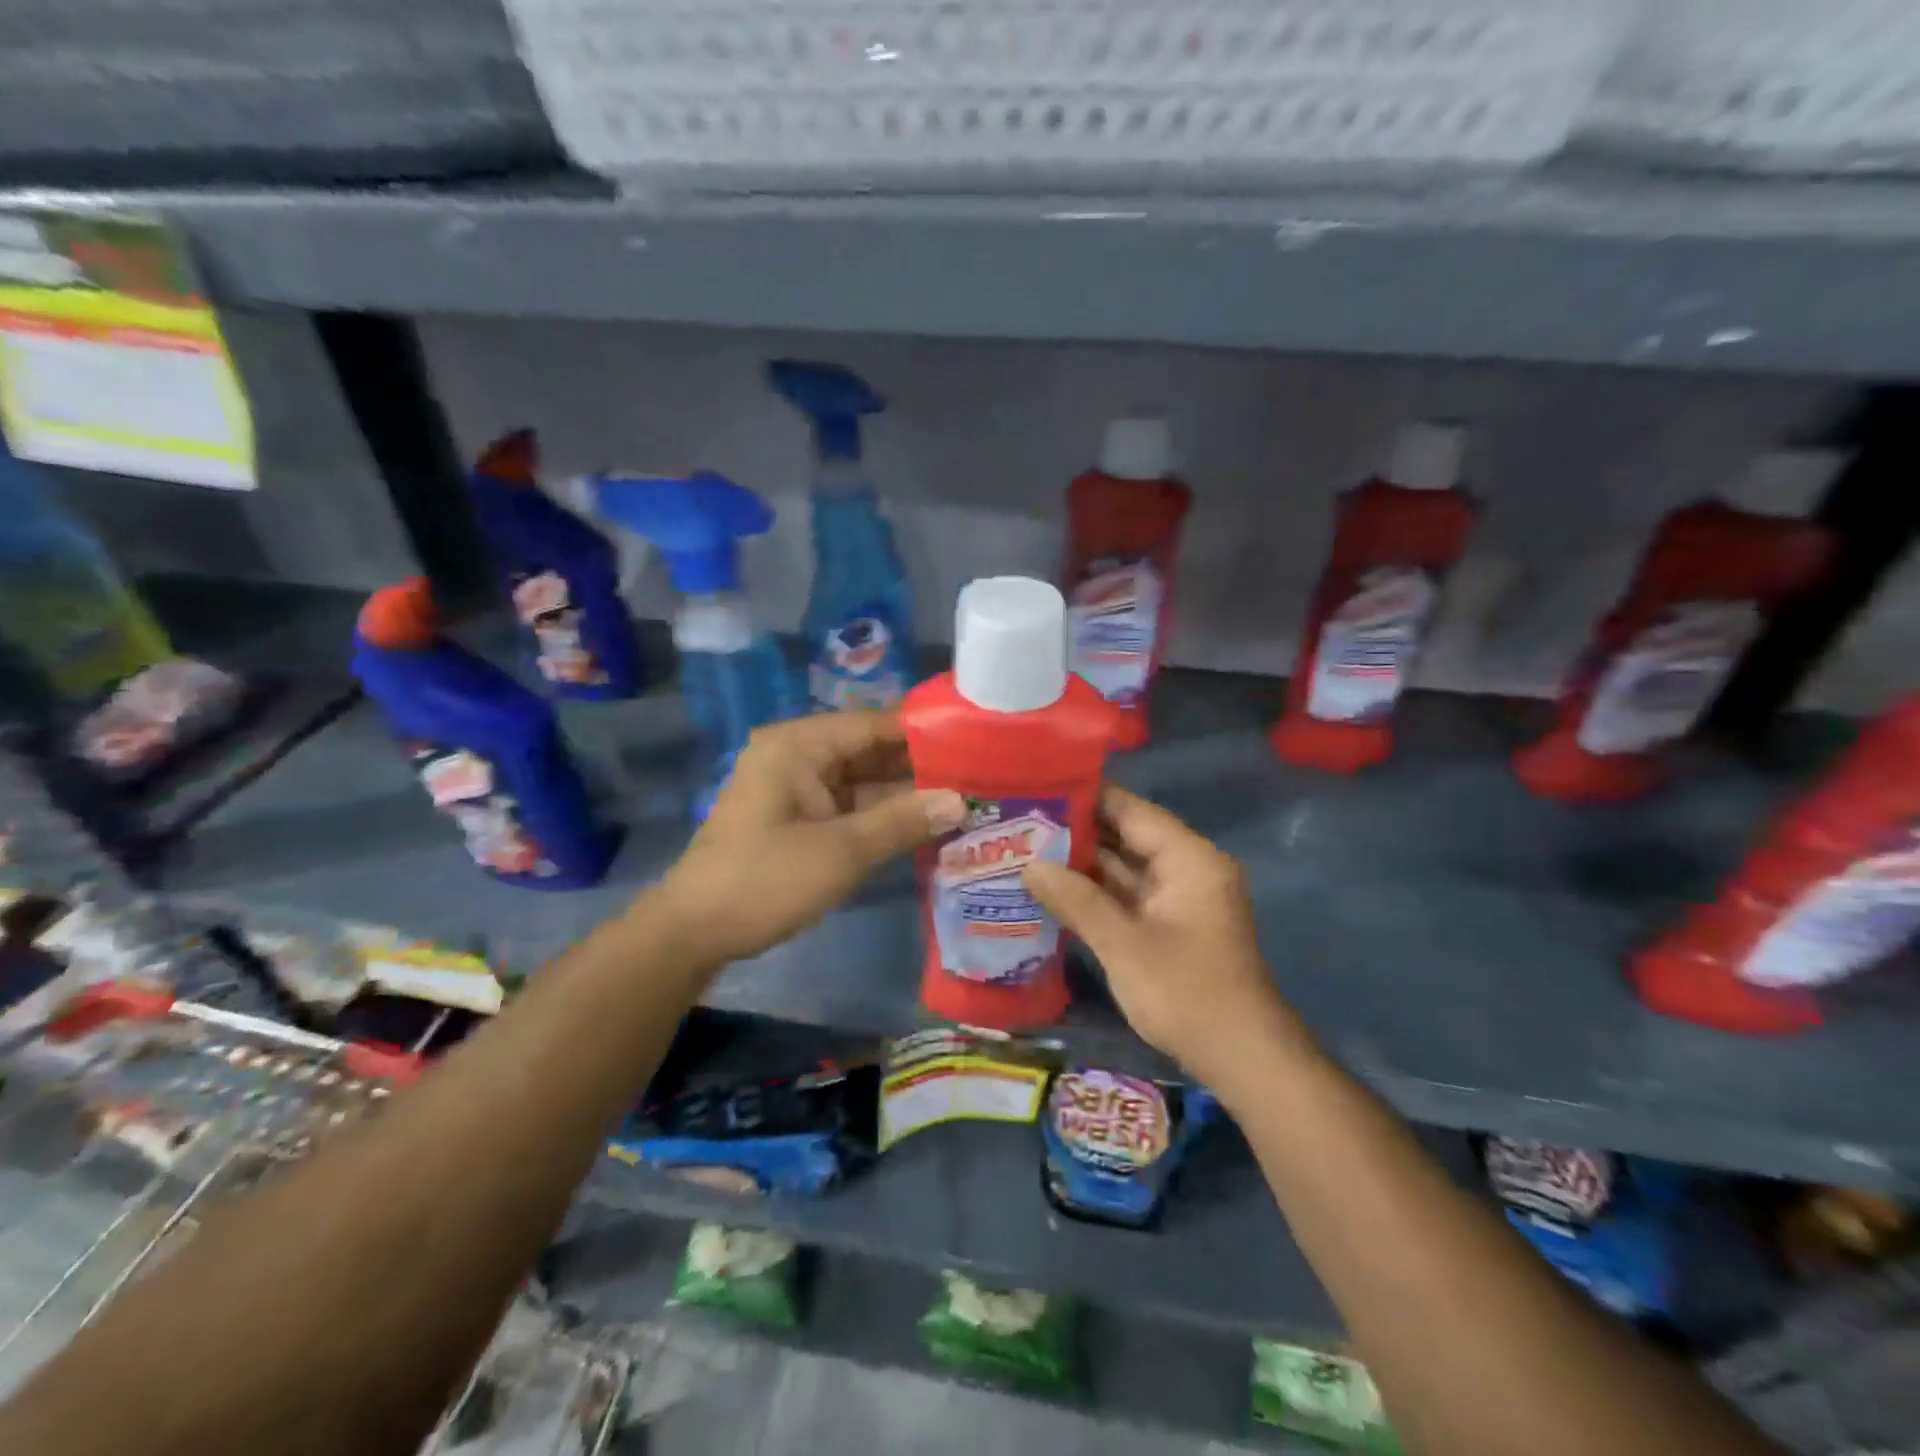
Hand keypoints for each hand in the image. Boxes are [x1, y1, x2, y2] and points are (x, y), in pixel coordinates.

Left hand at [655, 712, 965, 968]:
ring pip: (863, 783)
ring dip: (906, 796)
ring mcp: (798, 790)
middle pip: (870, 752)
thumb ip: (902, 821)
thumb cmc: (763, 880)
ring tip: (966, 800)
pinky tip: (927, 826)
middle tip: (979, 776)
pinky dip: (883, 818)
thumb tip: (961, 801)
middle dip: (920, 768)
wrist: (693, 933)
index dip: (924, 733)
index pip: (874, 724)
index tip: (975, 742)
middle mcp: (798, 757)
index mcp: (799, 745)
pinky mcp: (799, 820)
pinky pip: (850, 808)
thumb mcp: (840, 851)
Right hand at [1022, 786, 1296, 1085]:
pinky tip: (1052, 887)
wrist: (1241, 1058)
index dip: (1085, 796)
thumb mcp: (1123, 944)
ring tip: (1025, 847)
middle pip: (1125, 835)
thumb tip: (1029, 865)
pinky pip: (1126, 894)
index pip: (1130, 810)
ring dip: (1081, 862)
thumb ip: (1076, 899)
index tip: (1038, 788)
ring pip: (1123, 867)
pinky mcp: (1168, 924)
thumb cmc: (1185, 992)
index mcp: (1188, 858)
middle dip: (1076, 831)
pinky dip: (1094, 891)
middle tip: (1020, 820)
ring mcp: (1177, 897)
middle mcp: (1186, 868)